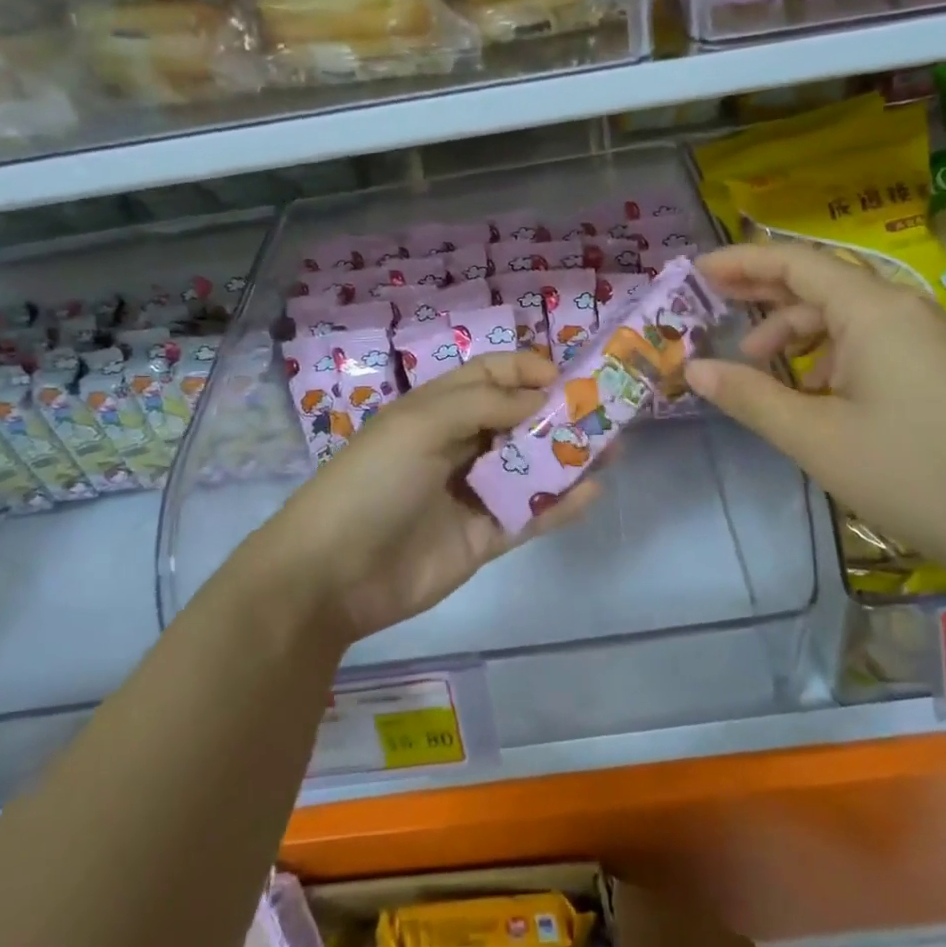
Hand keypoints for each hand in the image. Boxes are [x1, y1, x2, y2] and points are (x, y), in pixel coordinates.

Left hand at [252, 352, 598, 645]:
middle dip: (559, 412)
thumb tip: (540, 396)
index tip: (567, 378)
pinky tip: (592, 491)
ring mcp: (473, 492)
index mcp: (437, 409)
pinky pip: (530, 514)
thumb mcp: (420, 425)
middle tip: (606, 410)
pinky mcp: (485, 537)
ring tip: (613, 447)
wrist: (332, 575)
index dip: (527, 371)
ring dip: (569, 455)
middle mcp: (459, 444)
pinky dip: (561, 503)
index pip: (491, 375)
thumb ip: (483, 405)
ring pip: (530, 466)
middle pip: (517, 419)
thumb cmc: (373, 482)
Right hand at [685, 242, 945, 583]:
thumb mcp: (814, 437)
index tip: (698, 270)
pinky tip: (813, 394)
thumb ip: (749, 396)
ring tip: (758, 366)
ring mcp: (926, 338)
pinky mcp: (938, 368)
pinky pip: (870, 342)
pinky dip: (829, 356)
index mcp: (873, 310)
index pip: (795, 262)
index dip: (742, 261)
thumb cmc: (911, 473)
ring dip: (795, 333)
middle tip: (712, 302)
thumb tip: (693, 369)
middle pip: (819, 283)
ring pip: (844, 317)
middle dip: (763, 292)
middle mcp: (902, 309)